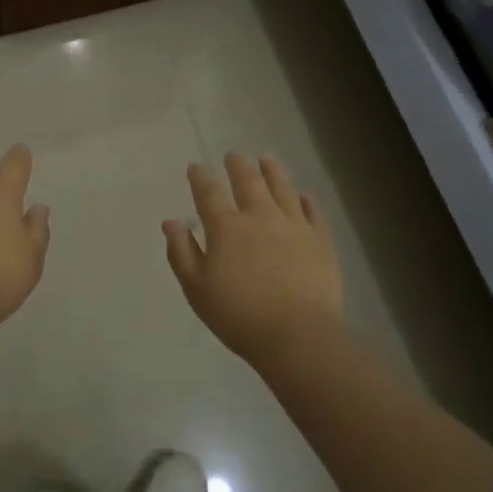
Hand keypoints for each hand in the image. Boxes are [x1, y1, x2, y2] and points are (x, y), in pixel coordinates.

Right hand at [164, 153, 344, 366]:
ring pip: (282, 188)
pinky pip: (312, 211)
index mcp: (226, 227)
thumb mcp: (197, 289)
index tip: (196, 167)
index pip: (209, 192)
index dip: (200, 176)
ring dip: (272, 171)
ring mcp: (294, 225)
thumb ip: (181, 252)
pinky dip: (305, 199)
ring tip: (266, 158)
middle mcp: (260, 216)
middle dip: (238, 165)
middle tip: (234, 155)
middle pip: (248, 181)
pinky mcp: (320, 240)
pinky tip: (303, 194)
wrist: (299, 336)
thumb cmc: (239, 316)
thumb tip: (171, 222)